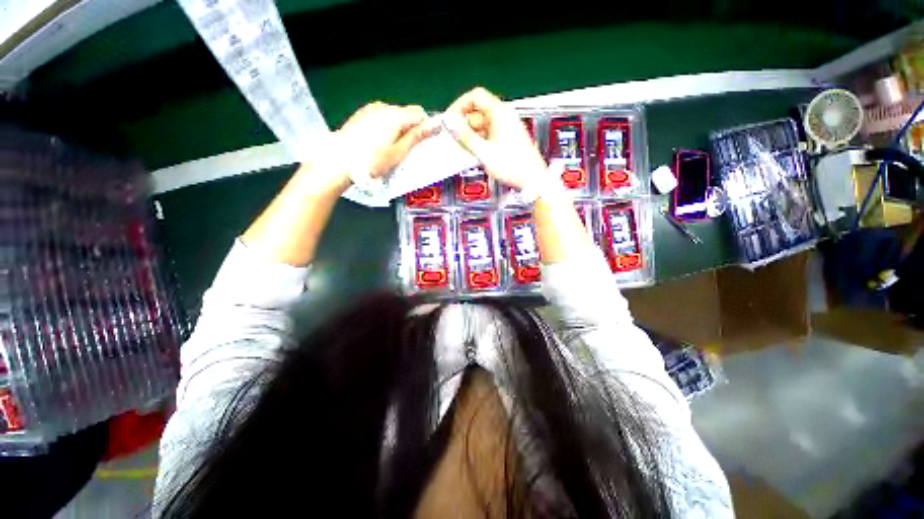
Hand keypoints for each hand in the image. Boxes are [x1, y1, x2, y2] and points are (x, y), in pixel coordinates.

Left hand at [332, 101, 438, 183]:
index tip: (422, 143)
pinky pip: (381, 117)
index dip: (425, 126)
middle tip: (406, 150)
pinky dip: (385, 127)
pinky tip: (378, 143)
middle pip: (406, 113)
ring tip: (390, 148)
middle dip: (410, 128)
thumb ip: (417, 137)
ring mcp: (370, 109)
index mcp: (395, 116)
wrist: (339, 161)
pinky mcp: (361, 115)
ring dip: (398, 128)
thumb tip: (435, 124)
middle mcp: (384, 107)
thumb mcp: (398, 152)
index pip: (420, 113)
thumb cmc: (372, 161)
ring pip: (393, 115)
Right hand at [443, 87, 547, 189]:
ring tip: (463, 150)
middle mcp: (504, 116)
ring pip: (482, 125)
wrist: (533, 179)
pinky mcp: (507, 138)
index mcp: (500, 113)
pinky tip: (475, 153)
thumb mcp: (484, 152)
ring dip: (471, 135)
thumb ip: (466, 137)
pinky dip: (480, 141)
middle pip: (478, 112)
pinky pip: (489, 134)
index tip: (449, 120)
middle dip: (464, 124)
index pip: (476, 96)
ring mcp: (506, 127)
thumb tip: (450, 123)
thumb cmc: (512, 166)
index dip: (460, 105)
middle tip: (454, 140)